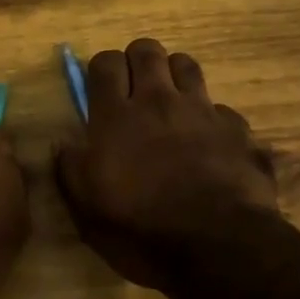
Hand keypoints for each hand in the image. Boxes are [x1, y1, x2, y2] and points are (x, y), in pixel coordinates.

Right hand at [54, 38, 299, 298]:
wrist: (219, 247)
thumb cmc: (142, 229)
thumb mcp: (87, 209)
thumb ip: (70, 169)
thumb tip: (62, 143)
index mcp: (116, 116)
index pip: (105, 62)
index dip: (102, 68)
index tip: (100, 88)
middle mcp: (159, 101)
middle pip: (147, 50)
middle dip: (138, 60)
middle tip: (134, 87)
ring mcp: (202, 111)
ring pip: (186, 65)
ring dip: (174, 75)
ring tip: (171, 101)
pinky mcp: (237, 130)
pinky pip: (221, 108)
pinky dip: (211, 118)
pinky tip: (209, 141)